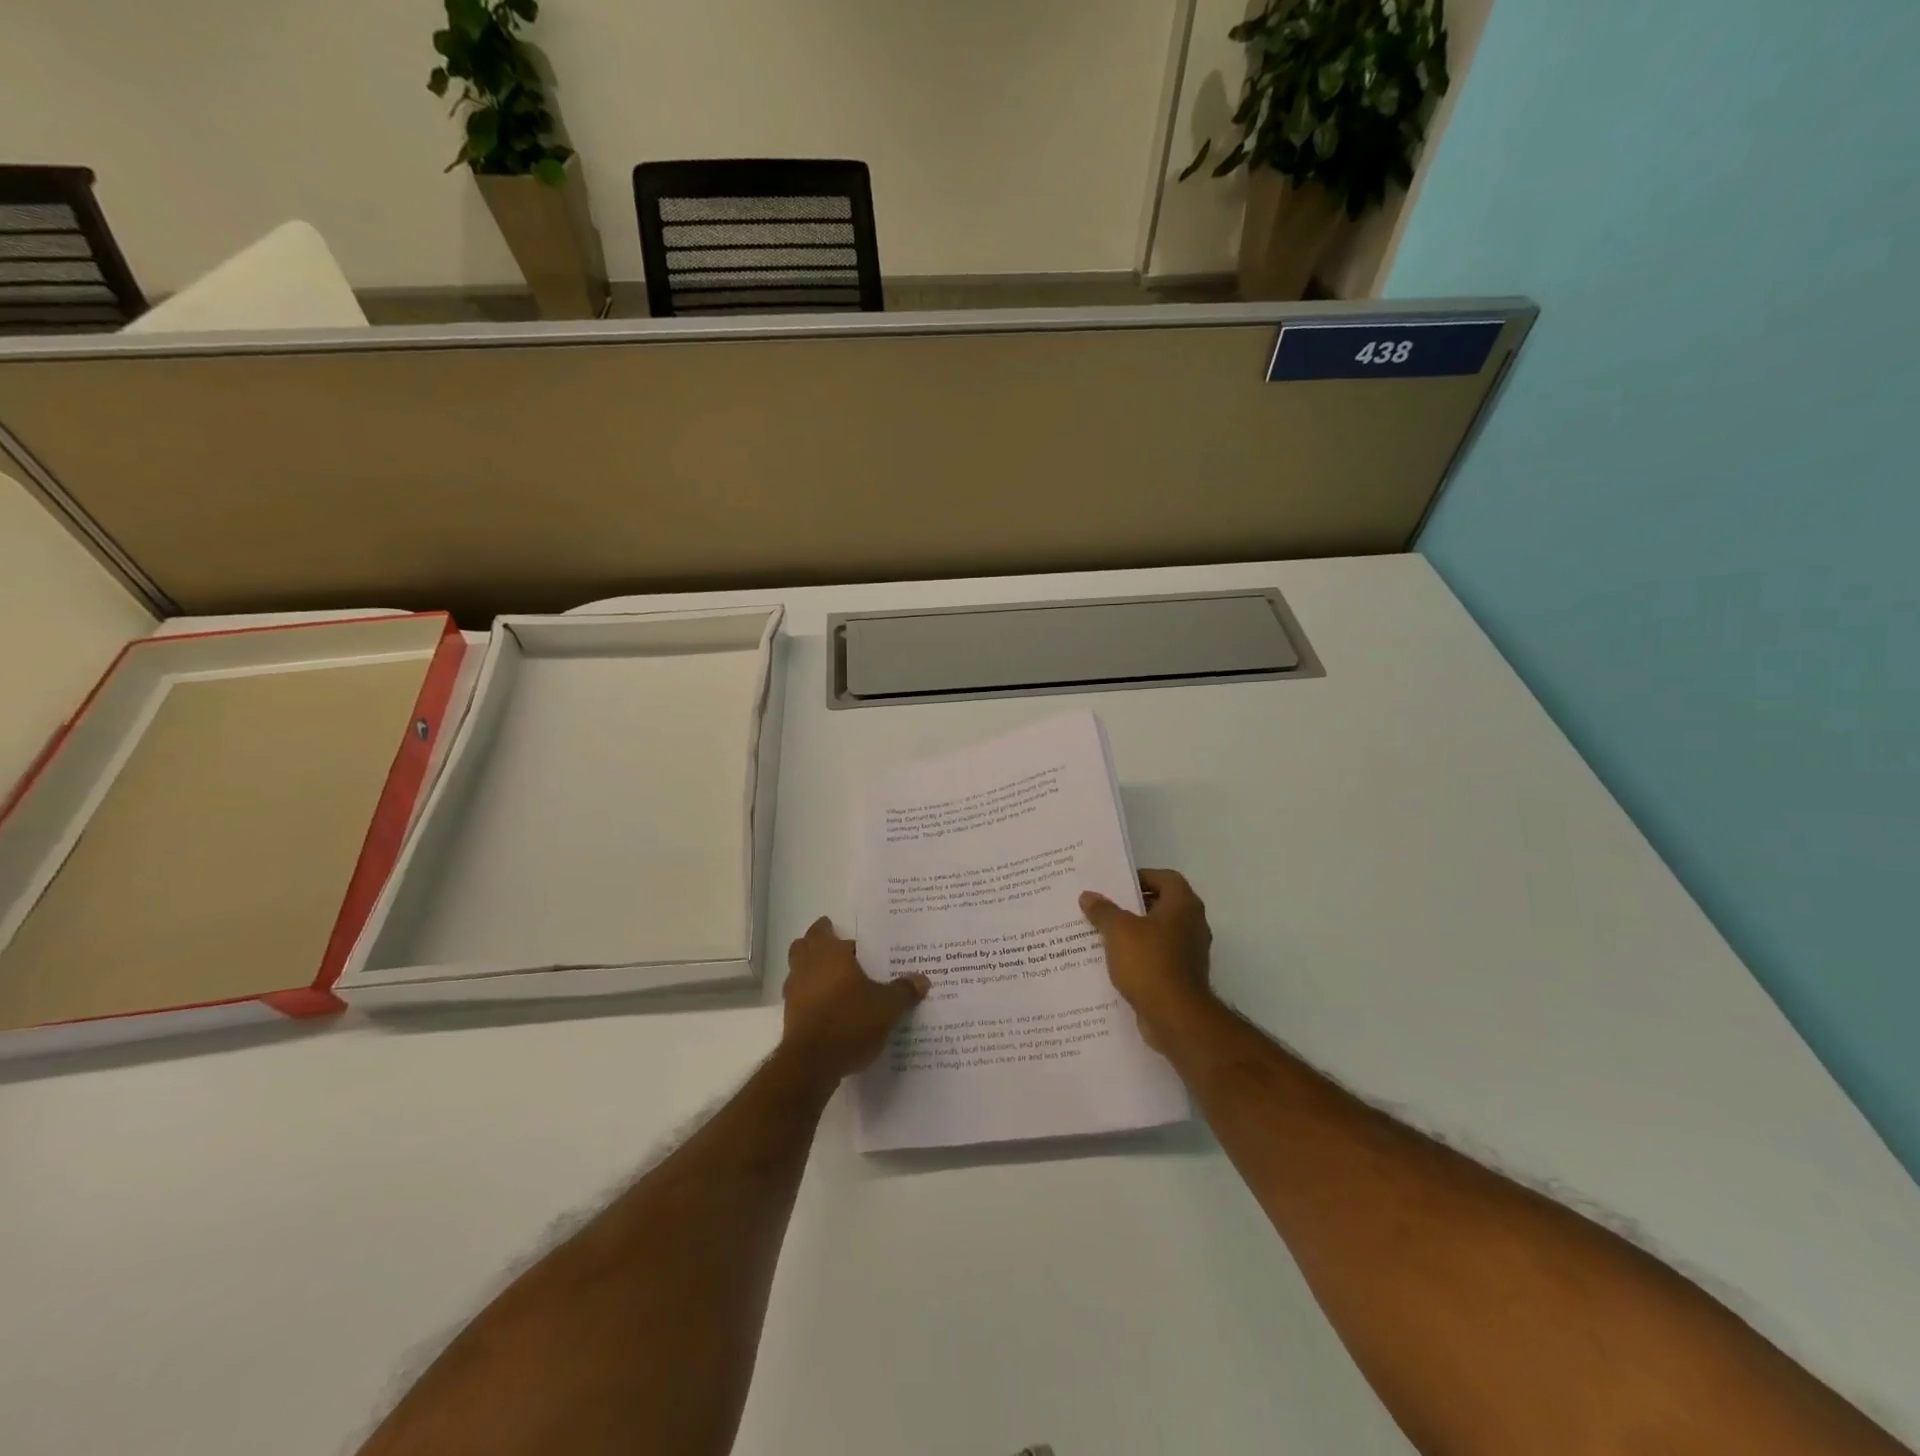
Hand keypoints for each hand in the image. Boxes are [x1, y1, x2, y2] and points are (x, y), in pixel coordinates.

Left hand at [780, 917, 929, 1083]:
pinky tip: (832, 1011)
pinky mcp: (790, 1018)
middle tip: (841, 954)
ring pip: (799, 973)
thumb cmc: (850, 1021)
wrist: (812, 1064)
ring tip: (839, 984)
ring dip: (813, 973)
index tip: (843, 933)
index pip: (823, 930)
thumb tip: (922, 979)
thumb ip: (904, 991)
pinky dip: (812, 998)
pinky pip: (800, 998)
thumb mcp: (887, 1006)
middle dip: (818, 947)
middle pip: (804, 947)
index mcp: (828, 954)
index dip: (830, 929)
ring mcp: (794, 993)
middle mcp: (806, 967)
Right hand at [1079, 869, 1214, 1051]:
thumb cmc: (1149, 962)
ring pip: (1159, 933)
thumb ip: (1103, 910)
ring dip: (1135, 933)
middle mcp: (1193, 924)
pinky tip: (1116, 962)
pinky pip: (1159, 957)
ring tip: (1104, 934)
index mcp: (1183, 905)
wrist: (1175, 1017)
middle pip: (1162, 905)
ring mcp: (1191, 952)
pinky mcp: (1183, 977)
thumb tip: (1088, 895)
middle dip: (1133, 906)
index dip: (1142, 877)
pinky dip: (1140, 956)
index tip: (1116, 885)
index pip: (1165, 878)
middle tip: (1105, 907)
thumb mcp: (1118, 930)